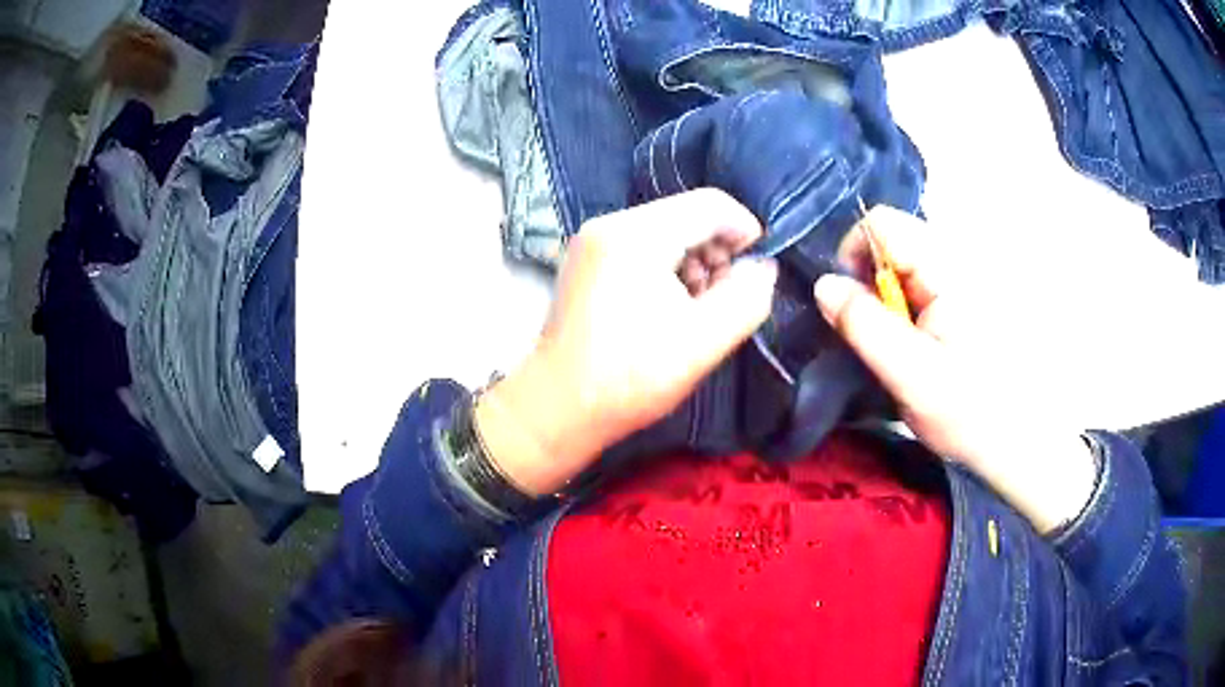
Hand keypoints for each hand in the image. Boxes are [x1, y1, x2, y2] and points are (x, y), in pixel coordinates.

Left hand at [478, 189, 777, 495]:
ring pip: (664, 229)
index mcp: (636, 235)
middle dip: (718, 249)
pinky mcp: (586, 260)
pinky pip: (640, 246)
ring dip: (694, 259)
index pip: (710, 204)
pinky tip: (671, 304)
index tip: (759, 265)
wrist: (558, 407)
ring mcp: (592, 240)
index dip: (745, 228)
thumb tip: (763, 268)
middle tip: (727, 294)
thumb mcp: (703, 341)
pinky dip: (666, 266)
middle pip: (685, 214)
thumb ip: (747, 298)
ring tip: (700, 305)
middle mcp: (609, 223)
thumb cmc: (630, 377)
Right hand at [814, 207, 1096, 533]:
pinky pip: (921, 283)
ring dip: (888, 299)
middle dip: (871, 283)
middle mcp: (956, 259)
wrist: (1021, 440)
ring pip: (904, 264)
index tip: (849, 306)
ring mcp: (963, 277)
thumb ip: (865, 326)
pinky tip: (919, 346)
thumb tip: (823, 284)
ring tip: (901, 348)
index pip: (881, 224)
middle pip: (892, 241)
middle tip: (878, 337)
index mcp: (947, 269)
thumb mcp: (911, 375)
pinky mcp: (966, 297)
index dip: (853, 256)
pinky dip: (907, 308)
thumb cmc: (970, 411)